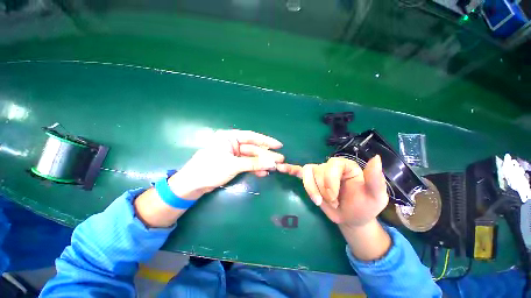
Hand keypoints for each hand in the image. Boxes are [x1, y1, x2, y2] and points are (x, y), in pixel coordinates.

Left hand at [135, 129, 283, 227]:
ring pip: (251, 157)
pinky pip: (247, 164)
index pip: (252, 137)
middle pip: (253, 148)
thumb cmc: (211, 169)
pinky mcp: (233, 163)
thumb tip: (272, 163)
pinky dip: (255, 168)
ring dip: (262, 163)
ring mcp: (233, 154)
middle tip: (280, 160)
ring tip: (274, 168)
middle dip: (266, 155)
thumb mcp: (234, 165)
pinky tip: (263, 172)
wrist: (193, 184)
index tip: (278, 145)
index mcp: (230, 137)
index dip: (266, 141)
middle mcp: (232, 143)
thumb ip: (253, 163)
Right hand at [277, 156, 387, 226]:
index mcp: (346, 166)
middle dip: (321, 189)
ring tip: (318, 201)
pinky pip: (299, 171)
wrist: (352, 217)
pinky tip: (281, 168)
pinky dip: (290, 169)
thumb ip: (375, 179)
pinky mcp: (311, 180)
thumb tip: (376, 158)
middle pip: (318, 170)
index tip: (334, 198)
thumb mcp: (375, 197)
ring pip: (307, 173)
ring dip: (310, 188)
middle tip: (331, 203)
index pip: (331, 165)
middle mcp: (331, 166)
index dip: (330, 182)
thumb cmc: (364, 207)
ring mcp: (319, 172)